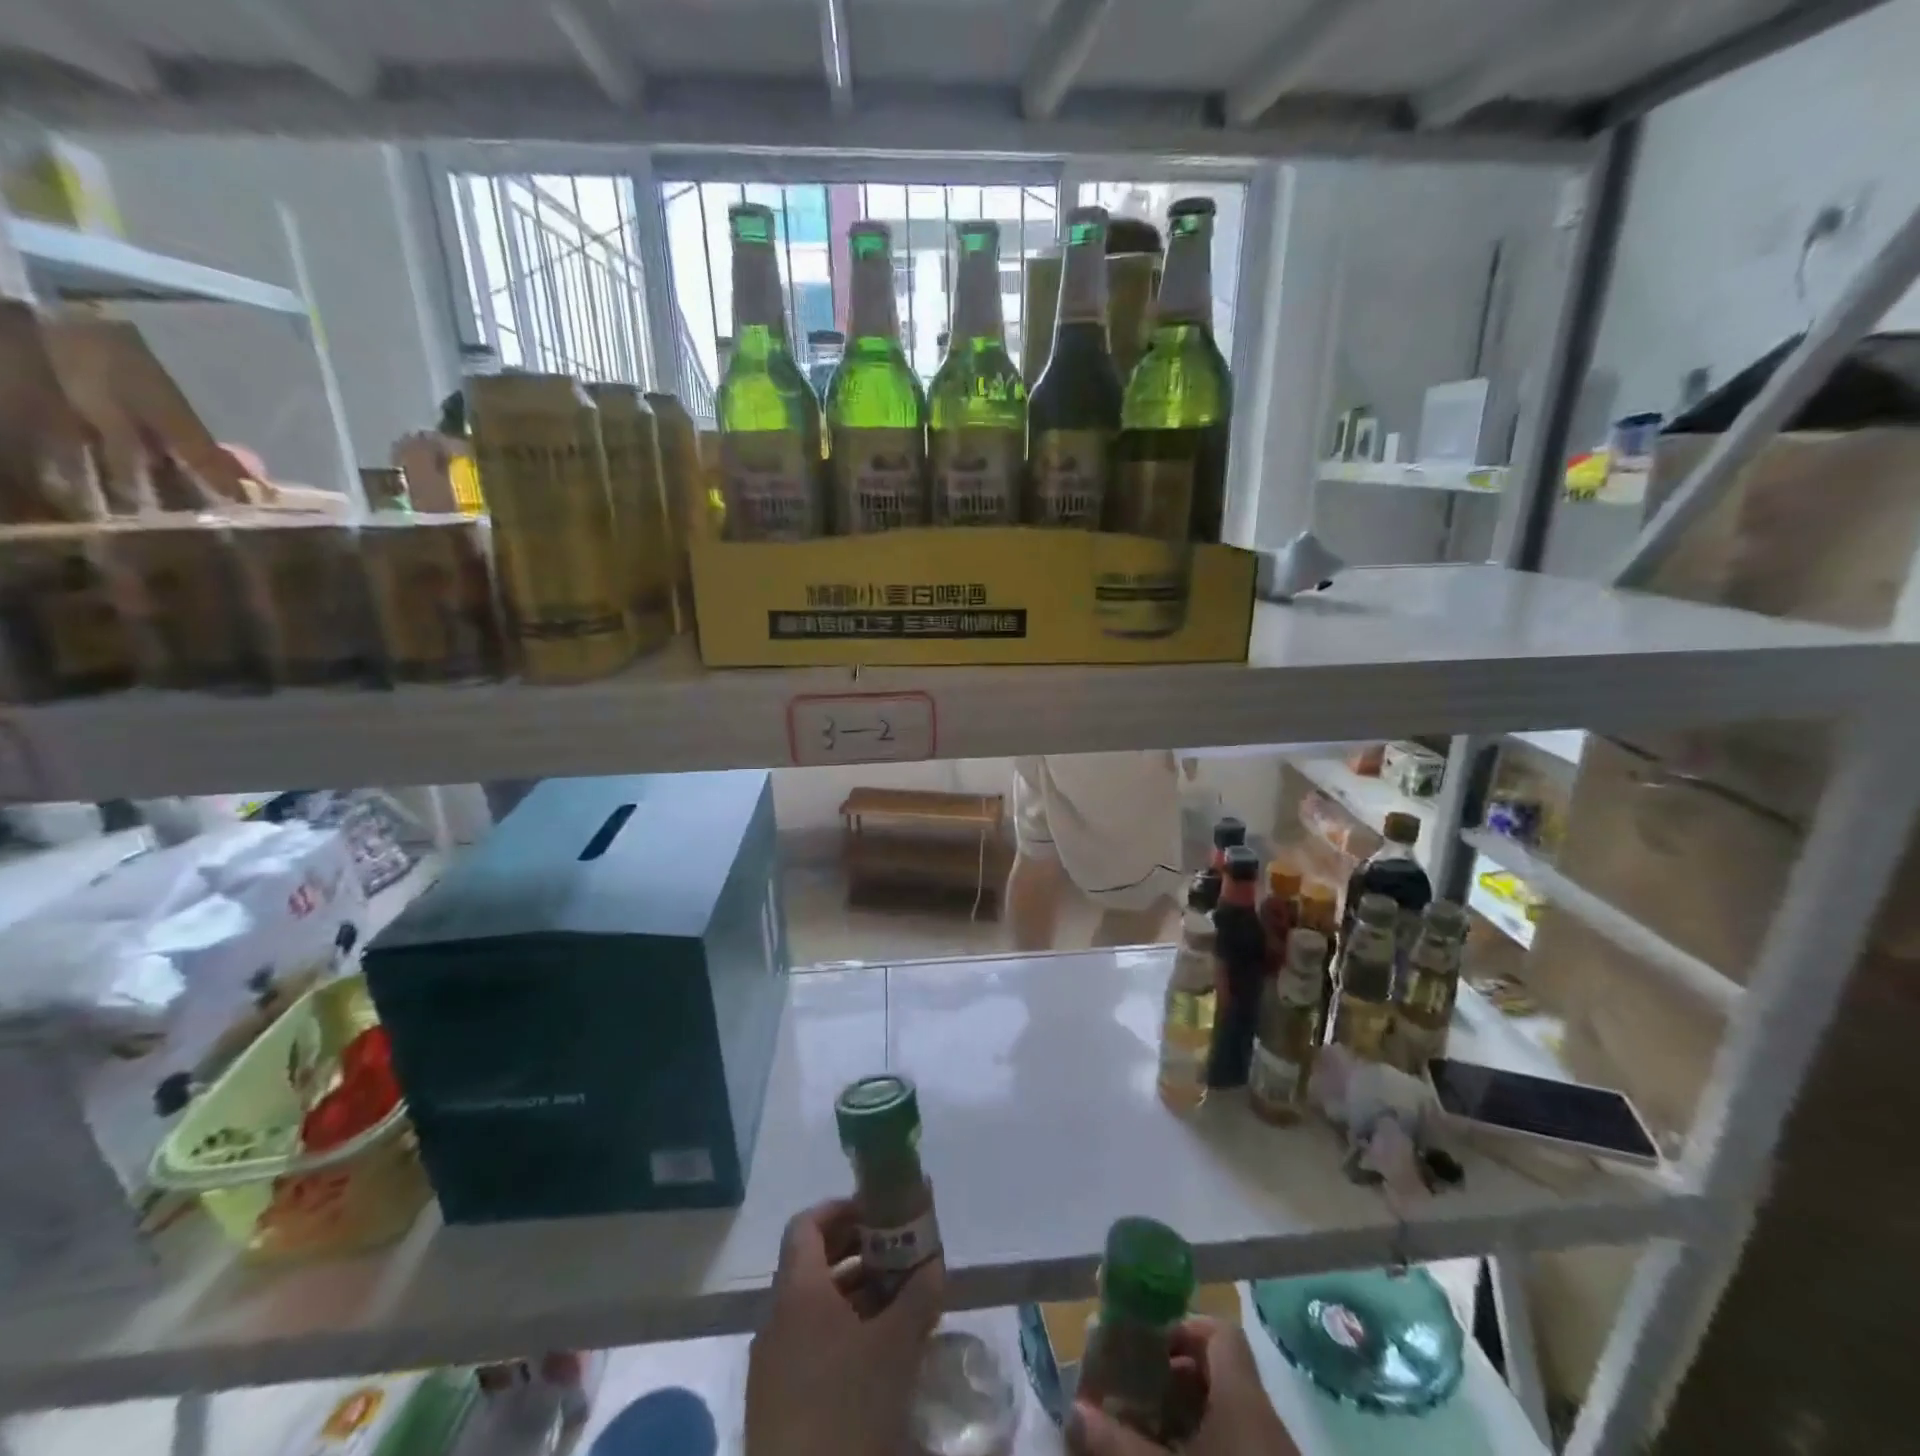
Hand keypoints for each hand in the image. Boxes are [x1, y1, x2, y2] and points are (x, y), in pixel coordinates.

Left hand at [745, 1199, 945, 1455]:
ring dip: (853, 1294)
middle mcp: (777, 1318)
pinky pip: (808, 1344)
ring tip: (897, 1302)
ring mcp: (771, 1364)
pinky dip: (841, 1331)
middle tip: (896, 1253)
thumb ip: (919, 1295)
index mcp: (797, 1292)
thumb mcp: (896, 1348)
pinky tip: (876, 1355)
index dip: (841, 1209)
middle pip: (812, 1263)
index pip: (807, 1224)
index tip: (878, 1212)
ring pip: (813, 1306)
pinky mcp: (775, 1404)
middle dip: (856, 1251)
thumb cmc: (847, 1410)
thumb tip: (934, 1261)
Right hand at [1067, 1317, 1300, 1455]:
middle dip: (1175, 1376)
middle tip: (1137, 1391)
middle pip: (1220, 1372)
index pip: (1220, 1332)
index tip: (1148, 1346)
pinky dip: (1208, 1446)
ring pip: (1229, 1414)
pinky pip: (1240, 1446)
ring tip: (1150, 1432)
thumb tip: (1074, 1411)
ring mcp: (1273, 1454)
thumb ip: (1118, 1442)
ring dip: (1189, 1416)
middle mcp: (1264, 1418)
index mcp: (1243, 1396)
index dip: (1183, 1328)